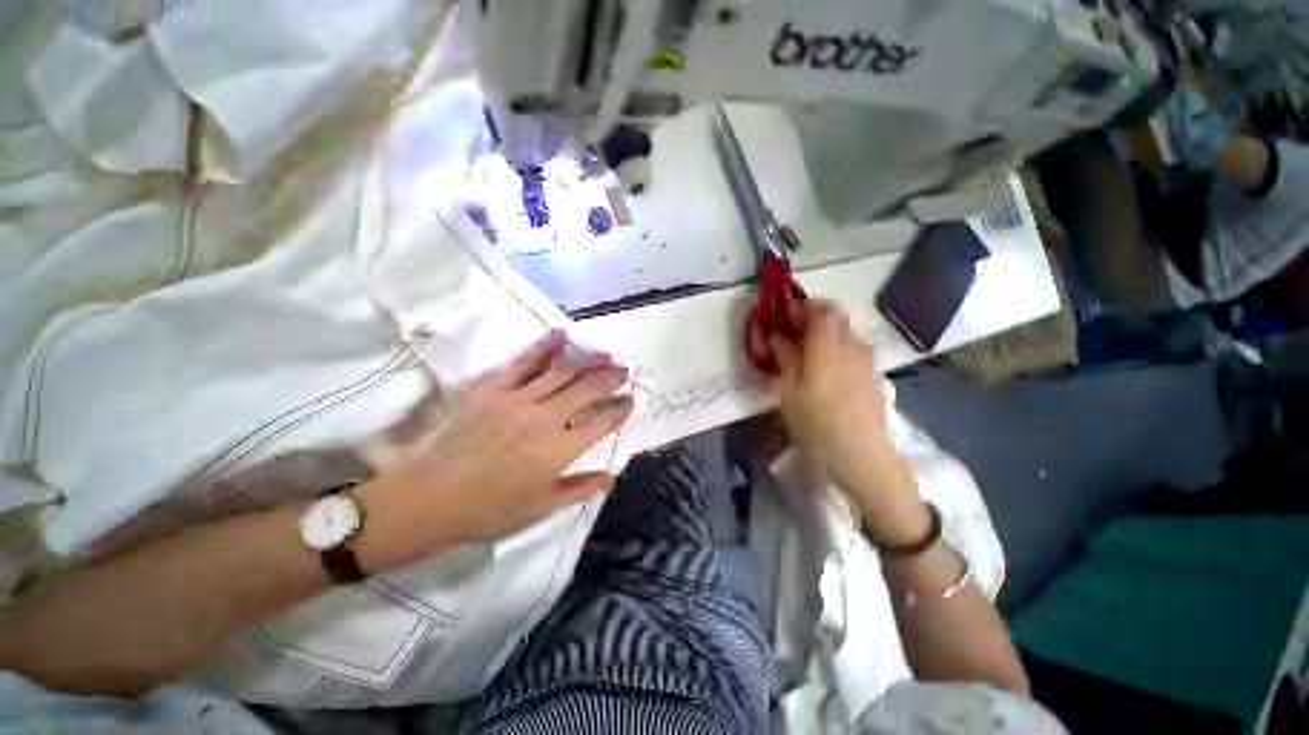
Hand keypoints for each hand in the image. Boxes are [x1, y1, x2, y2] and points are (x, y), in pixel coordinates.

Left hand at [356, 331, 633, 569]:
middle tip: (623, 372)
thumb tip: (611, 478)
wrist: (430, 497)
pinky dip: (544, 347)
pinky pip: (524, 362)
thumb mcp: (541, 506)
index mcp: (560, 449)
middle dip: (611, 378)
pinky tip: (560, 334)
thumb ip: (579, 489)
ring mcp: (518, 399)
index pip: (602, 421)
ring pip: (562, 371)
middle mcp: (546, 418)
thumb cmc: (490, 508)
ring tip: (604, 356)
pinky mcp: (493, 388)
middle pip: (588, 389)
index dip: (620, 409)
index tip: (630, 400)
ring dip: (588, 361)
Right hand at [766, 301, 923, 540]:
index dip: (800, 305)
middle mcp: (851, 346)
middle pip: (835, 315)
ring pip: (844, 331)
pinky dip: (834, 345)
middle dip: (811, 315)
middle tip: (790, 330)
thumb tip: (775, 334)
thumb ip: (784, 357)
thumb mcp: (790, 392)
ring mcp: (866, 359)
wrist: (862, 455)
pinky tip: (822, 367)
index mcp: (828, 348)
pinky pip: (851, 347)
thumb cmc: (817, 424)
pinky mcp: (871, 373)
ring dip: (823, 331)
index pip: (819, 309)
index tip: (783, 312)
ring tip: (803, 350)